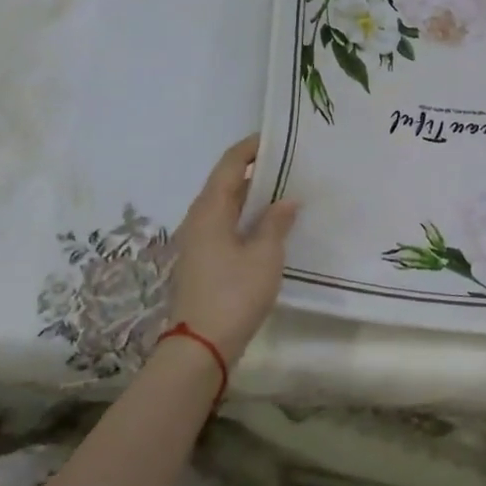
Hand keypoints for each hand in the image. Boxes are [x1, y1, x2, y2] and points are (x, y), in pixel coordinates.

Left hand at [167, 135, 299, 363]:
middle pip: (225, 183)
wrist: (200, 347)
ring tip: (284, 191)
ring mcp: (197, 242)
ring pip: (225, 207)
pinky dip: (246, 218)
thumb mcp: (265, 256)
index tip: (275, 138)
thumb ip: (276, 223)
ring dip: (251, 197)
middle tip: (289, 164)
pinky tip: (269, 226)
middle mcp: (198, 219)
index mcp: (209, 210)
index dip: (250, 148)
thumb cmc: (234, 294)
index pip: (229, 164)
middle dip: (255, 171)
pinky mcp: (202, 261)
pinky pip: (225, 226)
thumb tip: (286, 200)